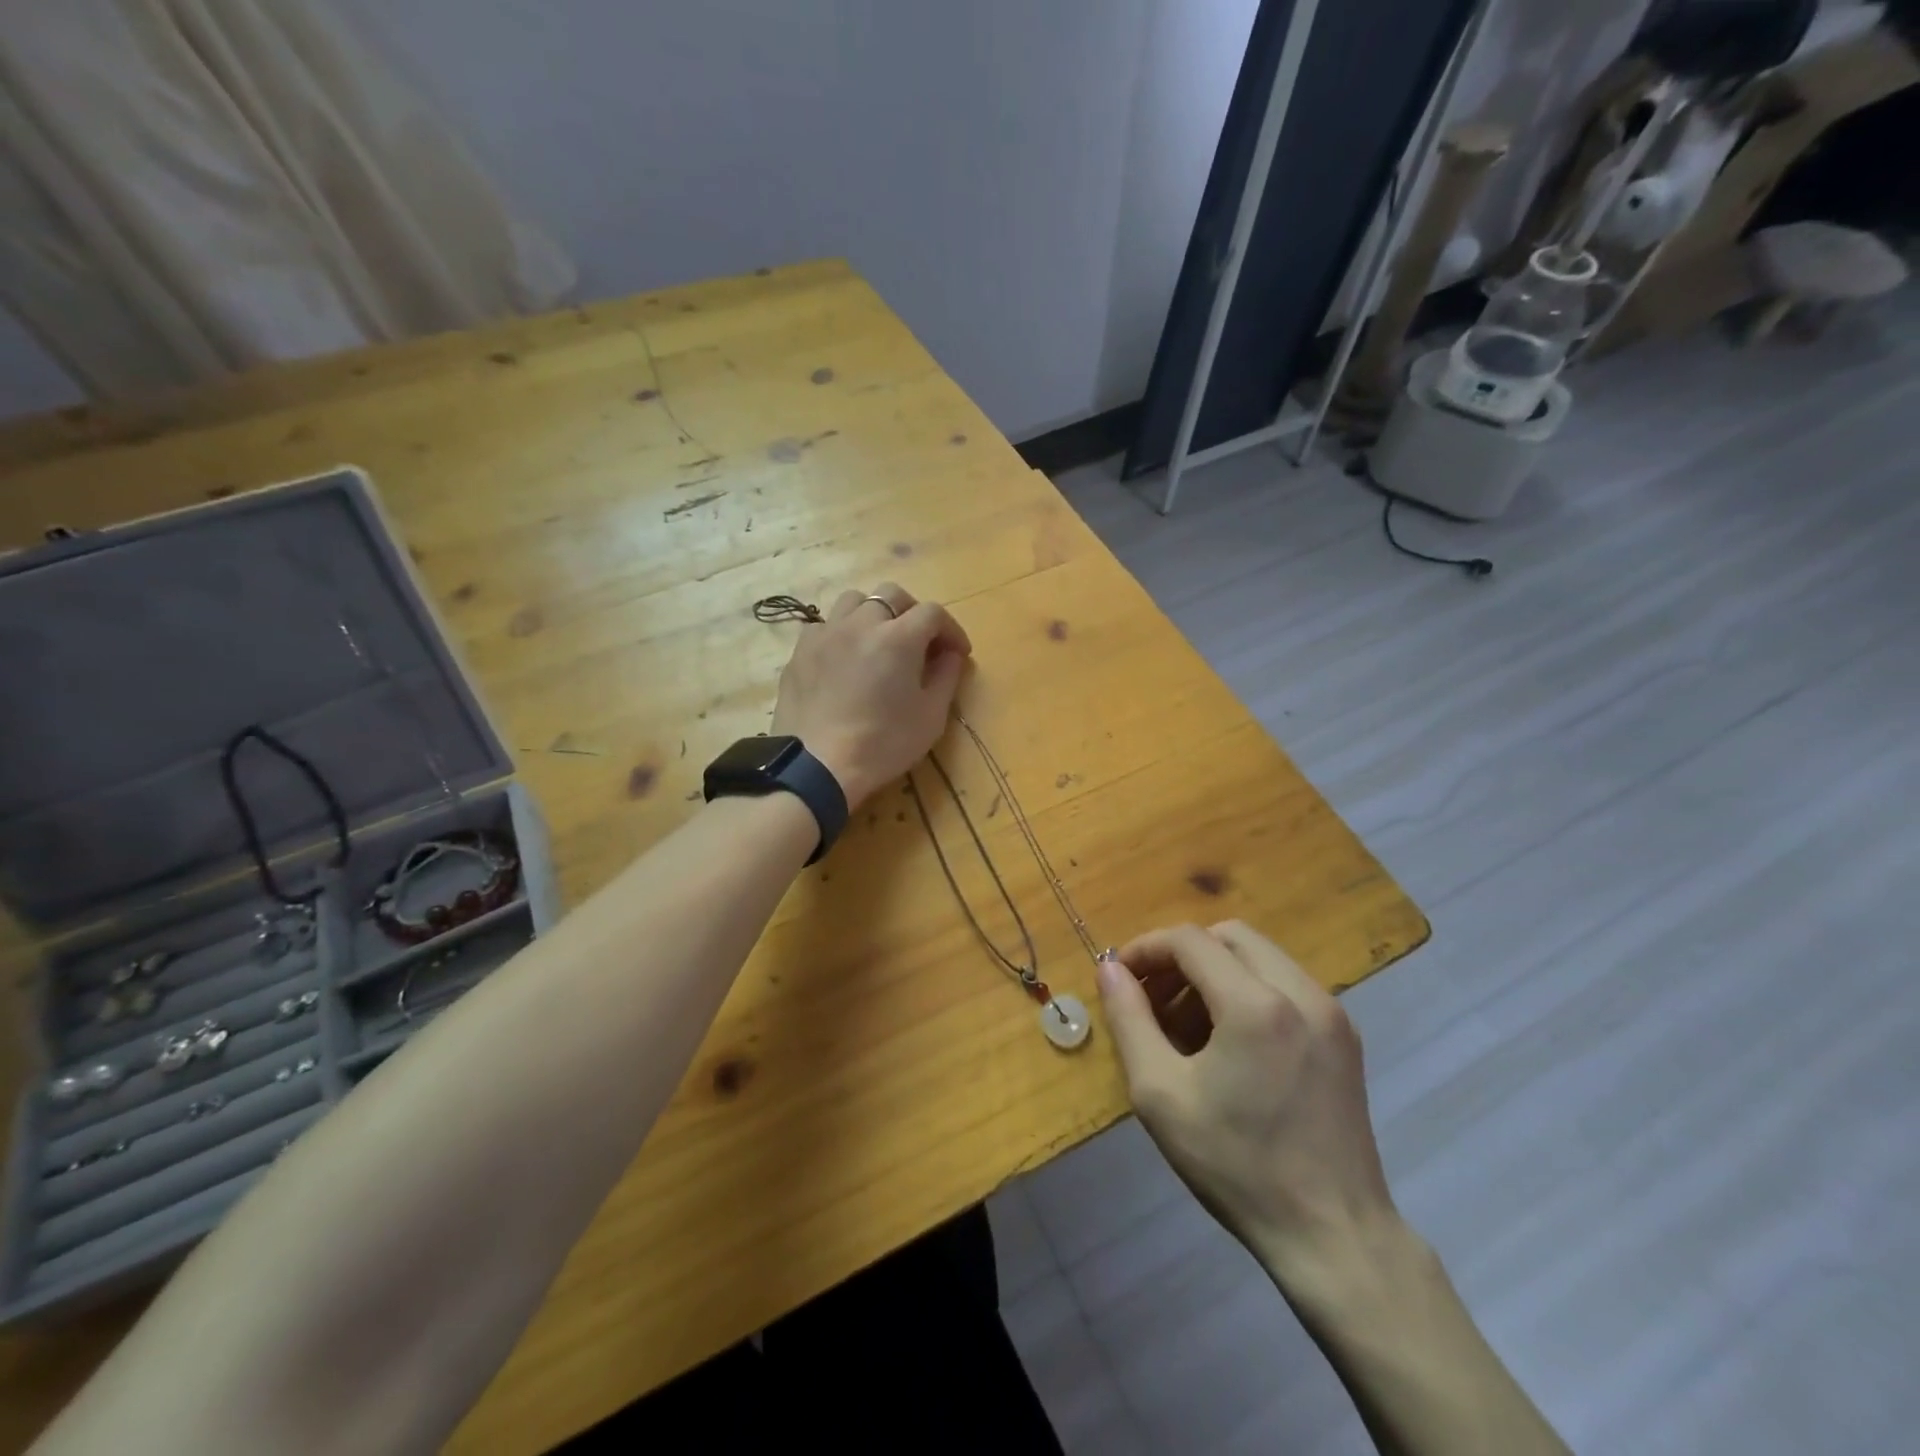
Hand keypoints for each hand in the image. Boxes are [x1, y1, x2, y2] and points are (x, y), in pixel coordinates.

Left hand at [770, 582, 971, 808]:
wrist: (816, 766)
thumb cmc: (882, 745)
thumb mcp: (930, 717)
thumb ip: (945, 677)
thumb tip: (950, 654)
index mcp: (898, 637)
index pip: (933, 613)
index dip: (951, 630)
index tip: (957, 654)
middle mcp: (860, 623)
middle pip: (892, 594)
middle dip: (913, 612)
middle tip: (921, 642)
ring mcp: (825, 634)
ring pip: (853, 601)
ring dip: (874, 614)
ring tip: (879, 642)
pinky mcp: (799, 652)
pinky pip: (824, 626)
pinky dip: (842, 633)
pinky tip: (845, 659)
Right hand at [1096, 922, 1400, 1294]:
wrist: (1334, 1236)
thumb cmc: (1237, 1166)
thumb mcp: (1160, 1095)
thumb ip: (1129, 1020)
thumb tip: (1109, 968)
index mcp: (1256, 1005)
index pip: (1189, 941)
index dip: (1146, 949)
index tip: (1120, 977)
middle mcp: (1300, 992)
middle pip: (1228, 937)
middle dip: (1182, 956)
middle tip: (1153, 999)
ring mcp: (1330, 1012)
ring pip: (1260, 956)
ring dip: (1215, 972)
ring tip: (1188, 1025)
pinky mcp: (1344, 1035)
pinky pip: (1286, 984)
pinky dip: (1249, 990)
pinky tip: (1230, 1041)